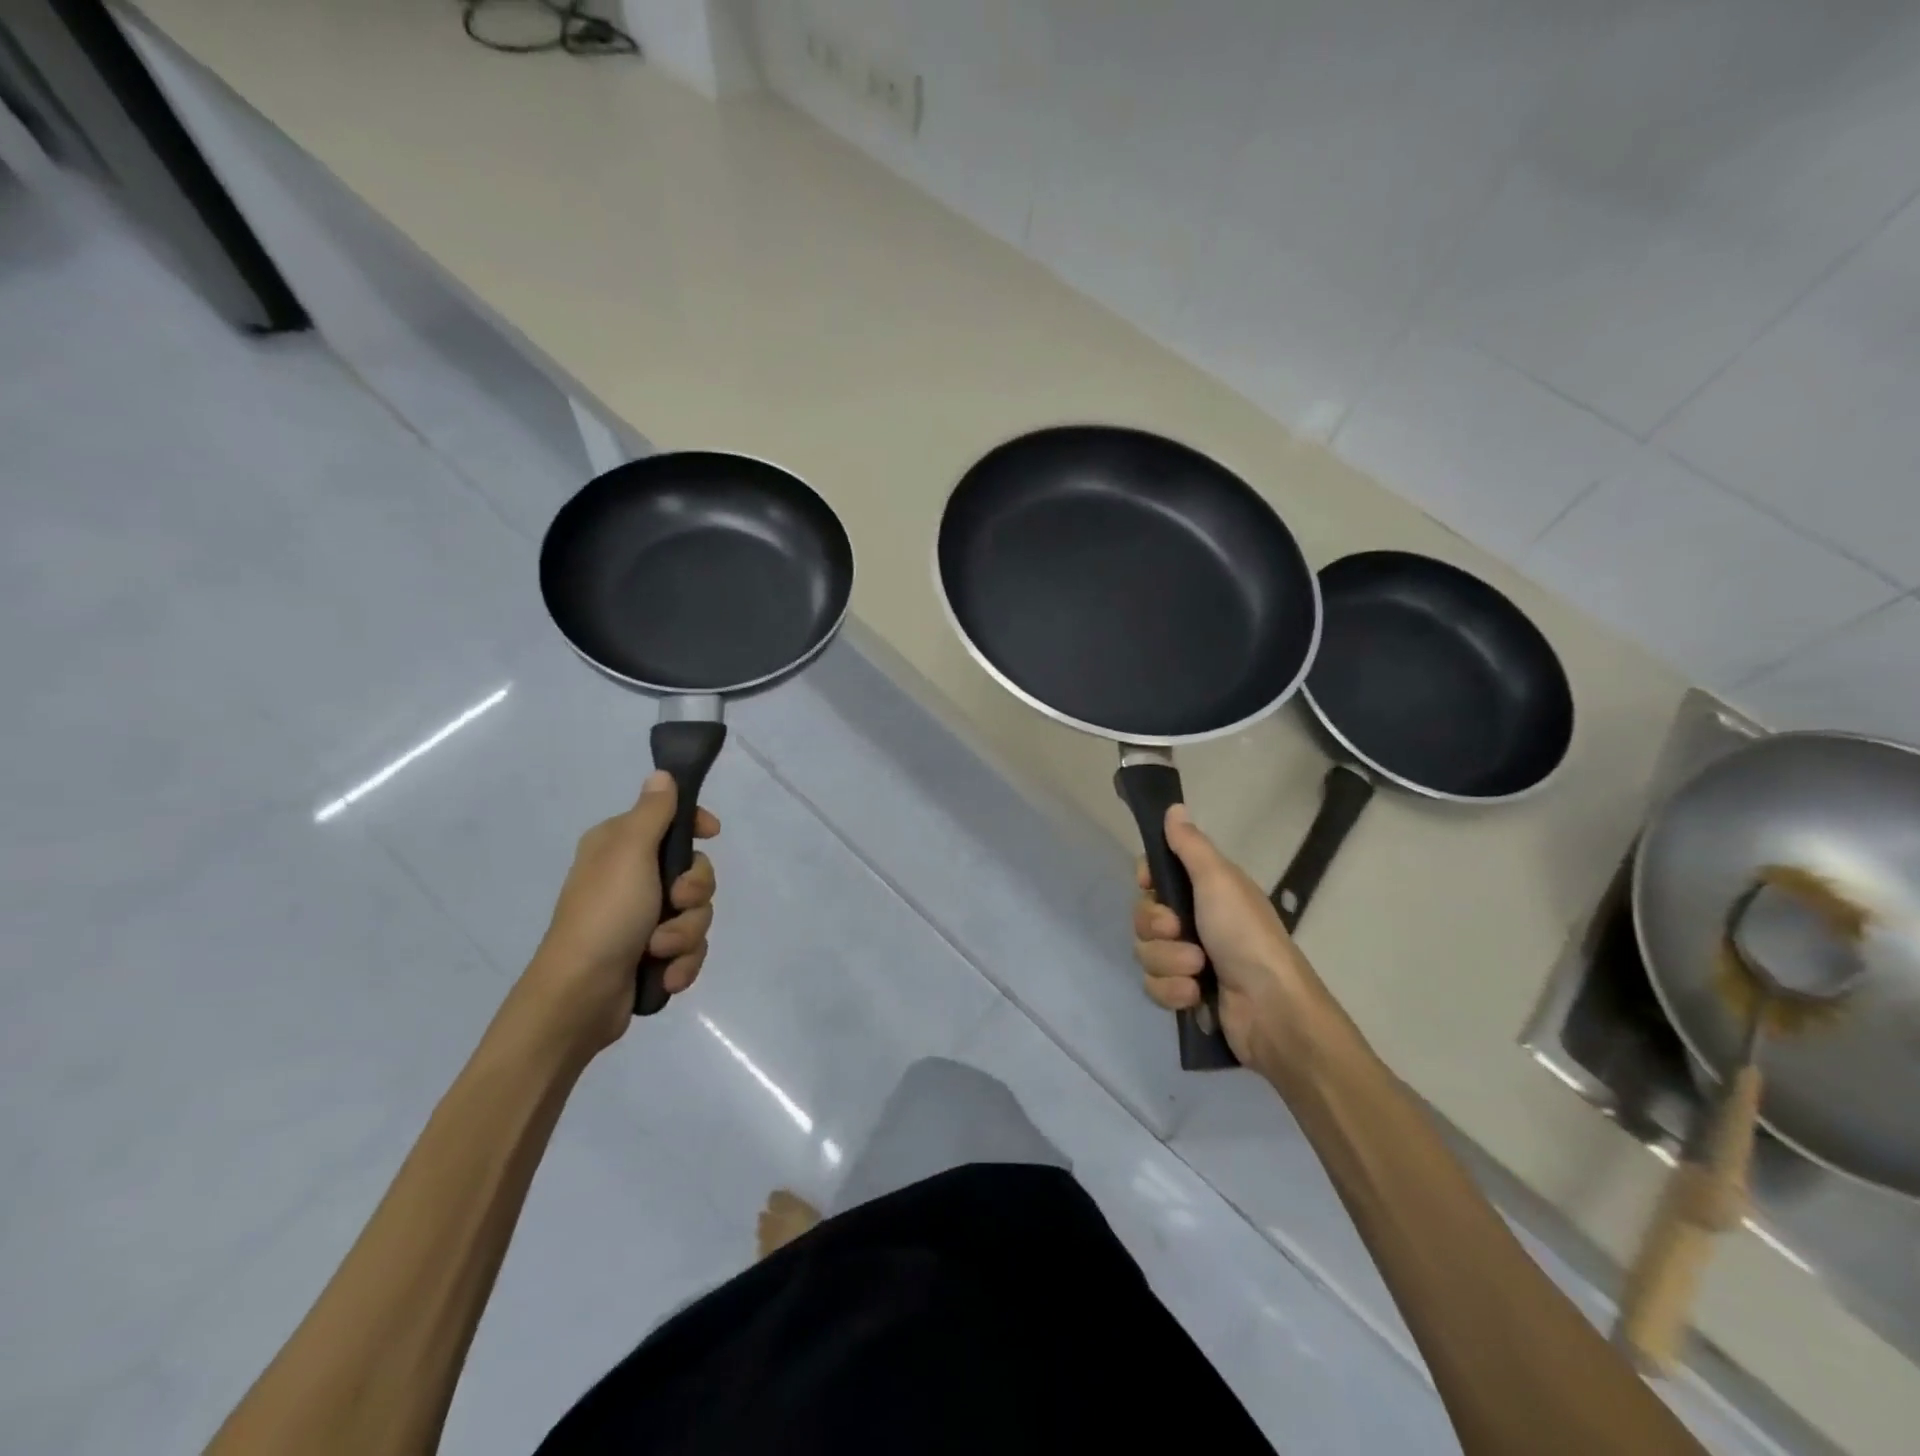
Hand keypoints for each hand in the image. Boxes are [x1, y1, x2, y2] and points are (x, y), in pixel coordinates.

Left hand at [520, 771, 719, 1056]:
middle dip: (694, 893)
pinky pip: (691, 947)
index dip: (696, 824)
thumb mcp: (630, 852)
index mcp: (621, 846)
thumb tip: (662, 774)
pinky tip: (665, 975)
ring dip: (686, 934)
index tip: (712, 833)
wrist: (580, 996)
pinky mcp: (652, 954)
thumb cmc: (605, 915)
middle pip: (695, 871)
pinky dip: (682, 962)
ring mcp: (643, 918)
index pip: (671, 819)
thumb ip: (653, 812)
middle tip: (675, 902)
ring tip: (660, 950)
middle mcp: (632, 877)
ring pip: (697, 912)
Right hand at [1132, 805, 1326, 1075]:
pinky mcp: (1185, 994)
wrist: (1270, 1008)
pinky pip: (1154, 986)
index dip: (1147, 880)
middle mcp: (1194, 921)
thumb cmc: (1245, 935)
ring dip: (1168, 962)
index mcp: (1205, 891)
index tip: (1150, 883)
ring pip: (1146, 953)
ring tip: (1197, 969)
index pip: (1156, 876)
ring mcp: (1188, 960)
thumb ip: (1190, 845)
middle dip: (1156, 927)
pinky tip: (1195, 995)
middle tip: (1179, 930)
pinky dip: (1172, 991)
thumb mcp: (1218, 880)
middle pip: (1144, 916)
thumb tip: (1174, 807)